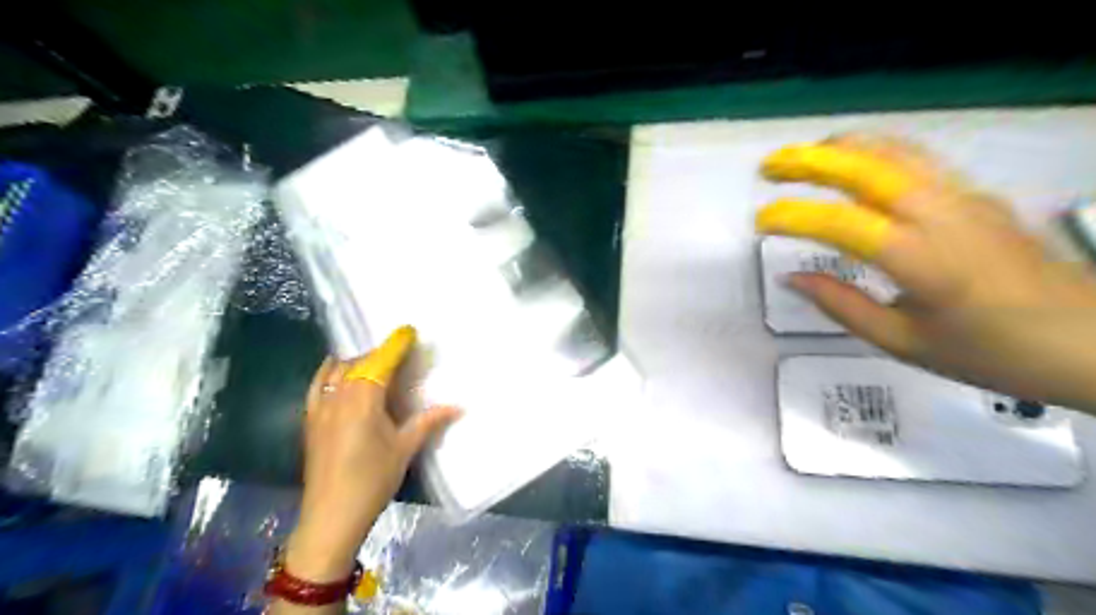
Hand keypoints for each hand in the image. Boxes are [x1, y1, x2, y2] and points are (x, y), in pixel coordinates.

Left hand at [281, 327, 458, 579]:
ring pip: (337, 371)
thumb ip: (429, 422)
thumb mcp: (405, 448)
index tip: (408, 330)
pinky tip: (336, 370)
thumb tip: (459, 406)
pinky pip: (318, 385)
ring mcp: (320, 407)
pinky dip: (329, 372)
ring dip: (356, 361)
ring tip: (374, 361)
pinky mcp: (310, 420)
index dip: (395, 345)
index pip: (380, 362)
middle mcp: (338, 396)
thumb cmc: (372, 480)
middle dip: (379, 353)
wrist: (331, 516)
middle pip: (358, 362)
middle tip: (400, 351)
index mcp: (363, 399)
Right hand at [759, 133, 1094, 413]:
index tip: (760, 222)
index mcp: (921, 261)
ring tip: (804, 155)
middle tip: (769, 167)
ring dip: (843, 147)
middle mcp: (942, 216)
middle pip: (868, 169)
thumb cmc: (991, 353)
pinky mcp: (978, 196)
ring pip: (896, 152)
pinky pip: (919, 160)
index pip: (841, 224)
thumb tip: (792, 278)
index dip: (794, 217)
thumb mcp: (903, 342)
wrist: (1089, 341)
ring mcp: (965, 198)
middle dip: (810, 161)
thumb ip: (841, 305)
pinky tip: (857, 162)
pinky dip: (876, 151)